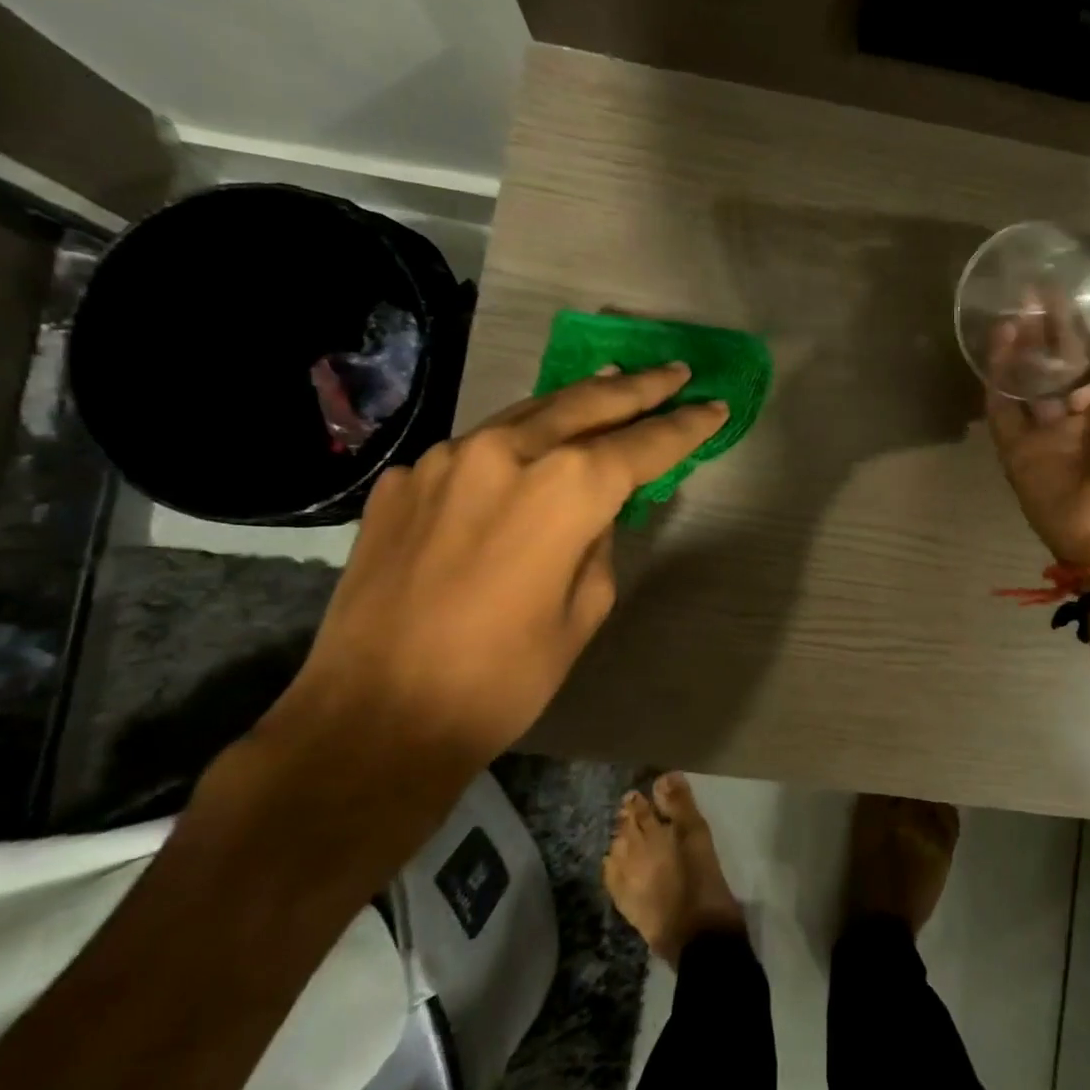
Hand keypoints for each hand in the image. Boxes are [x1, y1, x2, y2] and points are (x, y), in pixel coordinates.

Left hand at [259, 364, 727, 788]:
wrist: (375, 717)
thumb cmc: (503, 677)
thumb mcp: (584, 610)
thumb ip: (597, 541)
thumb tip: (591, 510)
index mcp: (566, 489)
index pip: (644, 443)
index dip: (685, 426)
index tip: (715, 408)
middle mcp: (507, 453)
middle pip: (588, 403)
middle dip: (639, 387)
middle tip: (674, 372)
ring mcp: (446, 460)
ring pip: (527, 413)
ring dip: (575, 401)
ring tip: (609, 383)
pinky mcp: (403, 480)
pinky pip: (474, 451)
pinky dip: (512, 446)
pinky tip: (524, 456)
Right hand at [988, 267, 1089, 565]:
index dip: (1086, 331)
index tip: (1070, 292)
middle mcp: (1086, 422)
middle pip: (1058, 369)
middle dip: (1046, 333)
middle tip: (1031, 290)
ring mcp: (1050, 439)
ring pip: (1027, 386)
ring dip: (1019, 349)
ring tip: (1011, 307)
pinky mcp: (1019, 454)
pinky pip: (1004, 412)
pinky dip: (998, 379)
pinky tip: (999, 341)